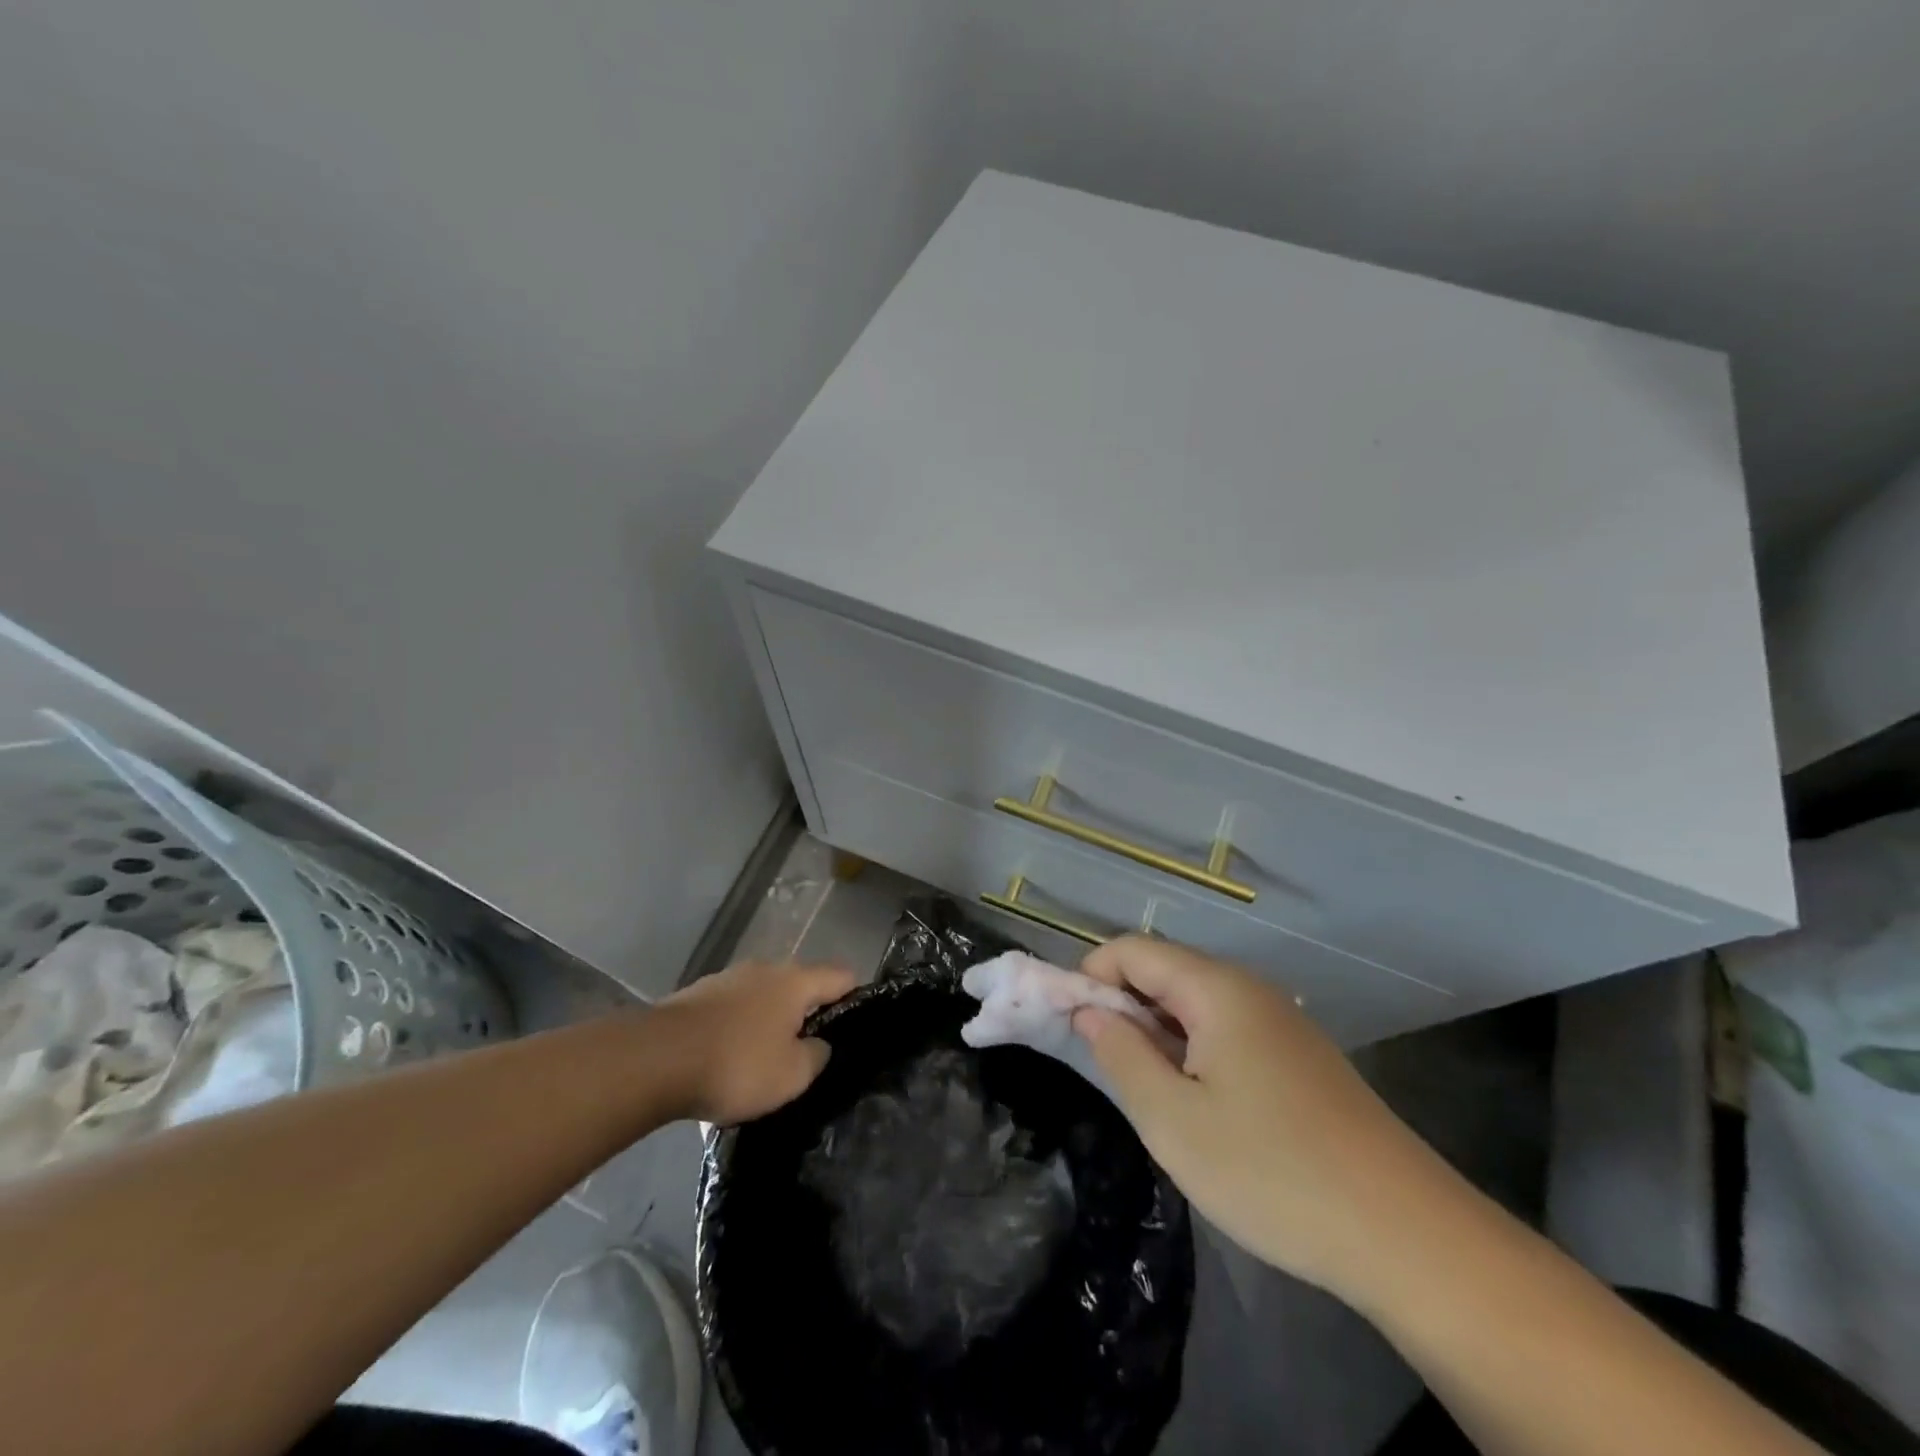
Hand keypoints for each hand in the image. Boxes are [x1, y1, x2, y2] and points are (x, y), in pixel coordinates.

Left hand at [655, 960, 856, 1124]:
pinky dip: (736, 1029)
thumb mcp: (792, 1075)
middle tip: (806, 1052)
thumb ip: (816, 1056)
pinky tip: (725, 1060)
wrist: (654, 1061)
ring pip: (762, 997)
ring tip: (762, 1061)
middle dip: (806, 1014)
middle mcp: (765, 969)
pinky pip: (731, 1010)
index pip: (842, 975)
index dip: (854, 997)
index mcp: (795, 981)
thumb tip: (818, 1044)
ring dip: (768, 1021)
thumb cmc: (736, 1065)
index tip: (853, 1028)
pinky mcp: (695, 995)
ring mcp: (727, 979)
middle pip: (799, 985)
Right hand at [1075, 936, 1446, 1297]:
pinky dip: (1193, 1050)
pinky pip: (1226, 1030)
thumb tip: (1088, 1011)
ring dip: (1156, 1033)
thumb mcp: (1173, 1120)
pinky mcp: (1299, 1056)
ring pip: (1194, 1003)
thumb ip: (1120, 1054)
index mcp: (1216, 988)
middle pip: (1164, 971)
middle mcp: (1248, 988)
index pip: (1132, 950)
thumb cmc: (1273, 1171)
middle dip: (1121, 1006)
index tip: (1070, 1028)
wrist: (1406, 1235)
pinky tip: (1201, 1106)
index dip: (1089, 977)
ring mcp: (1279, 1021)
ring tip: (1150, 1094)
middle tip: (1105, 1068)